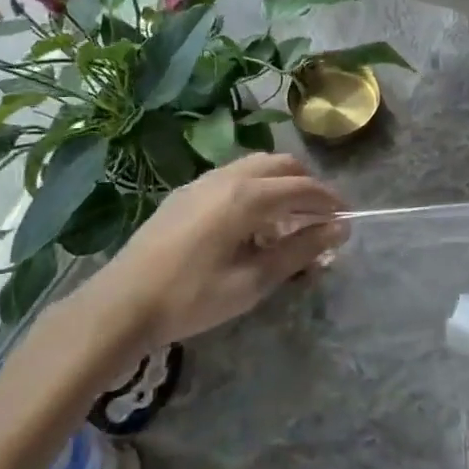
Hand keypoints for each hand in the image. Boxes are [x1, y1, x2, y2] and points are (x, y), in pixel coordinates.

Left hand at [80, 154, 347, 346]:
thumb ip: (298, 251)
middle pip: (282, 165)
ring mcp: (203, 181)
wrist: (121, 303)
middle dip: (308, 185)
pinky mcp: (186, 192)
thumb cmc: (191, 298)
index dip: (330, 201)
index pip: (303, 188)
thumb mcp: (252, 282)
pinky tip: (251, 222)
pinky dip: (256, 187)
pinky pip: (234, 176)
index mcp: (247, 196)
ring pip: (256, 165)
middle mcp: (228, 177)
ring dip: (281, 183)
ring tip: (289, 218)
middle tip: (321, 216)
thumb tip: (338, 230)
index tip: (346, 218)